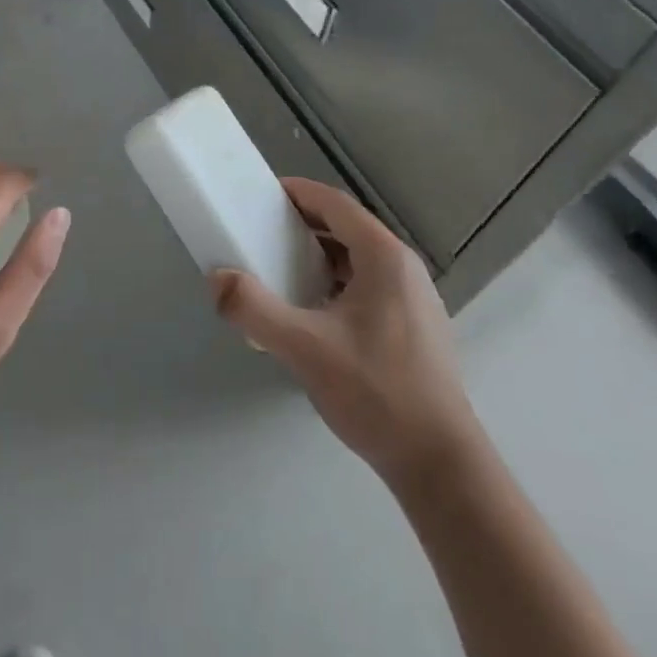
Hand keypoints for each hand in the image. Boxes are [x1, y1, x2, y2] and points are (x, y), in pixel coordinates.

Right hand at [210, 178, 473, 484]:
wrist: (440, 463)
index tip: (261, 195)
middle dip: (303, 226)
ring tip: (281, 272)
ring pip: (359, 260)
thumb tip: (217, 279)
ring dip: (319, 257)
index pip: (335, 204)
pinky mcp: (415, 326)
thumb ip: (254, 309)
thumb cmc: (376, 392)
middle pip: (347, 228)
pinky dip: (336, 283)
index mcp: (384, 257)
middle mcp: (404, 267)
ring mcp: (414, 298)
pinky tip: (314, 314)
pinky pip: (369, 286)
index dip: (297, 193)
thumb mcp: (305, 348)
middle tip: (262, 234)